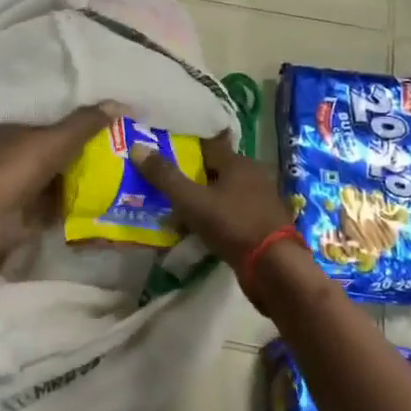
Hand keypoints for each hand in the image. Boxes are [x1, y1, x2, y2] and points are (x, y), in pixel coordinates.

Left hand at [0, 103, 121, 259]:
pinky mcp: (20, 216)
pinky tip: (95, 204)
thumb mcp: (58, 138)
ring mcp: (12, 189)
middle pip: (49, 156)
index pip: (43, 127)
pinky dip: (69, 206)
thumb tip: (120, 104)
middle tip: (110, 159)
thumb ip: (86, 122)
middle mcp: (6, 159)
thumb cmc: (20, 167)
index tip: (98, 134)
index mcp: (7, 133)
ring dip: (75, 184)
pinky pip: (52, 207)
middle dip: (76, 159)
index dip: (70, 130)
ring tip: (110, 181)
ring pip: (51, 182)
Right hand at [127, 133, 295, 266]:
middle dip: (193, 175)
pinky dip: (216, 216)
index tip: (165, 149)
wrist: (273, 266)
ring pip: (225, 192)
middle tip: (166, 182)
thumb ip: (165, 176)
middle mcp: (253, 175)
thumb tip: (137, 147)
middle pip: (217, 169)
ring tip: (178, 208)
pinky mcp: (263, 223)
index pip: (208, 144)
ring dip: (205, 198)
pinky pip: (232, 212)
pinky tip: (200, 228)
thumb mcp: (192, 201)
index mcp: (238, 162)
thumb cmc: (232, 224)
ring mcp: (261, 200)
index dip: (186, 146)